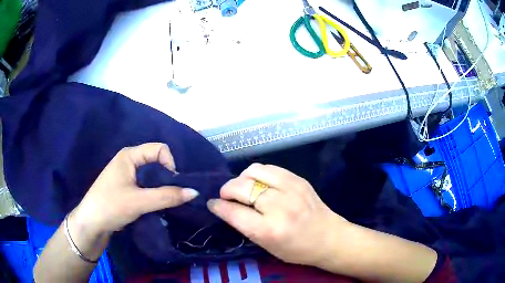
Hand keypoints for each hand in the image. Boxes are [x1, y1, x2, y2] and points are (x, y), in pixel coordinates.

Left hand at [71, 143, 198, 236]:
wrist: (91, 223)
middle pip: (157, 162)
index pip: (159, 149)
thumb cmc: (111, 206)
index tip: (173, 185)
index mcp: (129, 155)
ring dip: (161, 188)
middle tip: (171, 196)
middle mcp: (129, 160)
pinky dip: (154, 193)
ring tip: (164, 202)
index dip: (170, 164)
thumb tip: (194, 192)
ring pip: (152, 175)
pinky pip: (146, 185)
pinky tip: (155, 205)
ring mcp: (127, 174)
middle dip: (167, 178)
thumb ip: (167, 196)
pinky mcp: (126, 187)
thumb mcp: (139, 201)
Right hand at [207, 163, 348, 265]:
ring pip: (254, 171)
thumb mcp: (267, 246)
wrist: (329, 238)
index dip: (218, 206)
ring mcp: (290, 189)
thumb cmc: (297, 250)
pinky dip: (257, 173)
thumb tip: (225, 208)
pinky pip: (269, 168)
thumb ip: (245, 226)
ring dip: (241, 178)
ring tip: (242, 187)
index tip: (212, 204)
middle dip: (226, 190)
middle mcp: (278, 206)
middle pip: (241, 187)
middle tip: (225, 196)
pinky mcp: (298, 179)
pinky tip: (258, 182)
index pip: (233, 212)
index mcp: (269, 230)